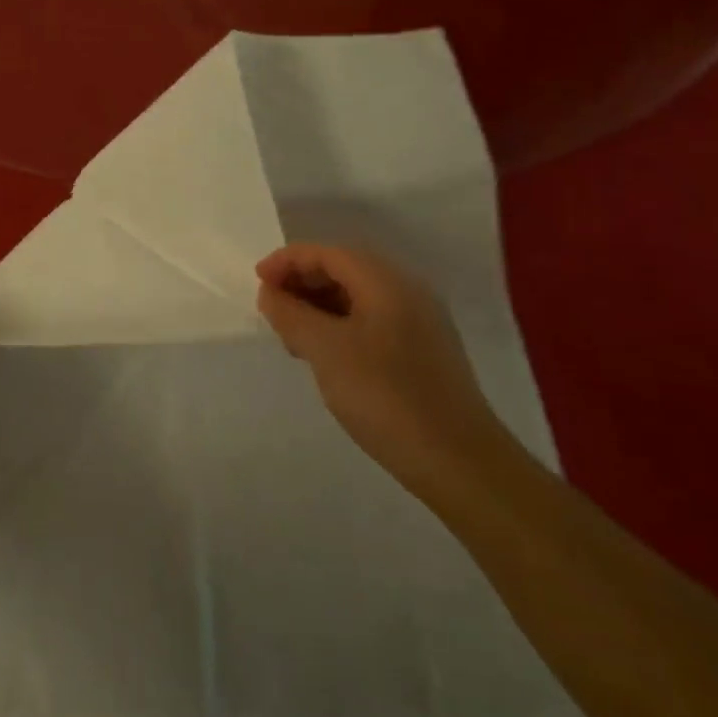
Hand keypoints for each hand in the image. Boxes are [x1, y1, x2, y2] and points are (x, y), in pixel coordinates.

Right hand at [256, 243, 511, 495]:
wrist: (460, 463)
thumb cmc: (386, 396)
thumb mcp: (325, 350)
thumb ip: (291, 314)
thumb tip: (271, 293)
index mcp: (386, 281)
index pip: (327, 253)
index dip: (287, 261)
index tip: (257, 284)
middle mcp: (407, 291)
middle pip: (343, 269)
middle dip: (302, 282)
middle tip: (272, 310)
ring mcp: (419, 323)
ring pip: (357, 297)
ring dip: (319, 306)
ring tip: (291, 335)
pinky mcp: (423, 352)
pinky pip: (372, 321)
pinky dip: (340, 325)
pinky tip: (325, 355)